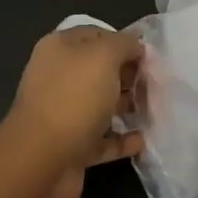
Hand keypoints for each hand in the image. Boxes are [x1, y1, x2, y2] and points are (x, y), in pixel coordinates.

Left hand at [0, 25, 145, 197]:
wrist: (41, 162)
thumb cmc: (74, 98)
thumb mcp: (103, 56)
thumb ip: (124, 44)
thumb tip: (136, 45)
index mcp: (60, 50)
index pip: (95, 35)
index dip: (123, 40)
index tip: (150, 54)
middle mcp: (58, 78)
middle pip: (99, 70)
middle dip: (128, 74)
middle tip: (157, 82)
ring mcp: (63, 114)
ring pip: (101, 104)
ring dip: (127, 106)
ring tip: (155, 108)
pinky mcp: (71, 147)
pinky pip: (102, 139)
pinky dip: (122, 139)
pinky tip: (142, 139)